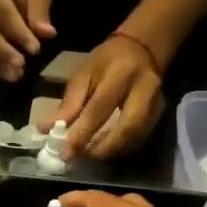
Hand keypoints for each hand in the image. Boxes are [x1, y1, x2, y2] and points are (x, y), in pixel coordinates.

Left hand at [55, 36, 164, 158]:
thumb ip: (69, 103)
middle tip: (81, 157)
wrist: (142, 49)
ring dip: (111, 151)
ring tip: (89, 156)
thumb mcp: (83, 73)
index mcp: (121, 73)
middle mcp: (144, 89)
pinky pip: (140, 138)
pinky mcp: (160, 114)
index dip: (82, 133)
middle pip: (127, 128)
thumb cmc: (107, 60)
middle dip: (102, 148)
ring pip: (135, 137)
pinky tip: (105, 150)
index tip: (66, 152)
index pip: (100, 109)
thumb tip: (46, 129)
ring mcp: (156, 103)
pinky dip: (121, 148)